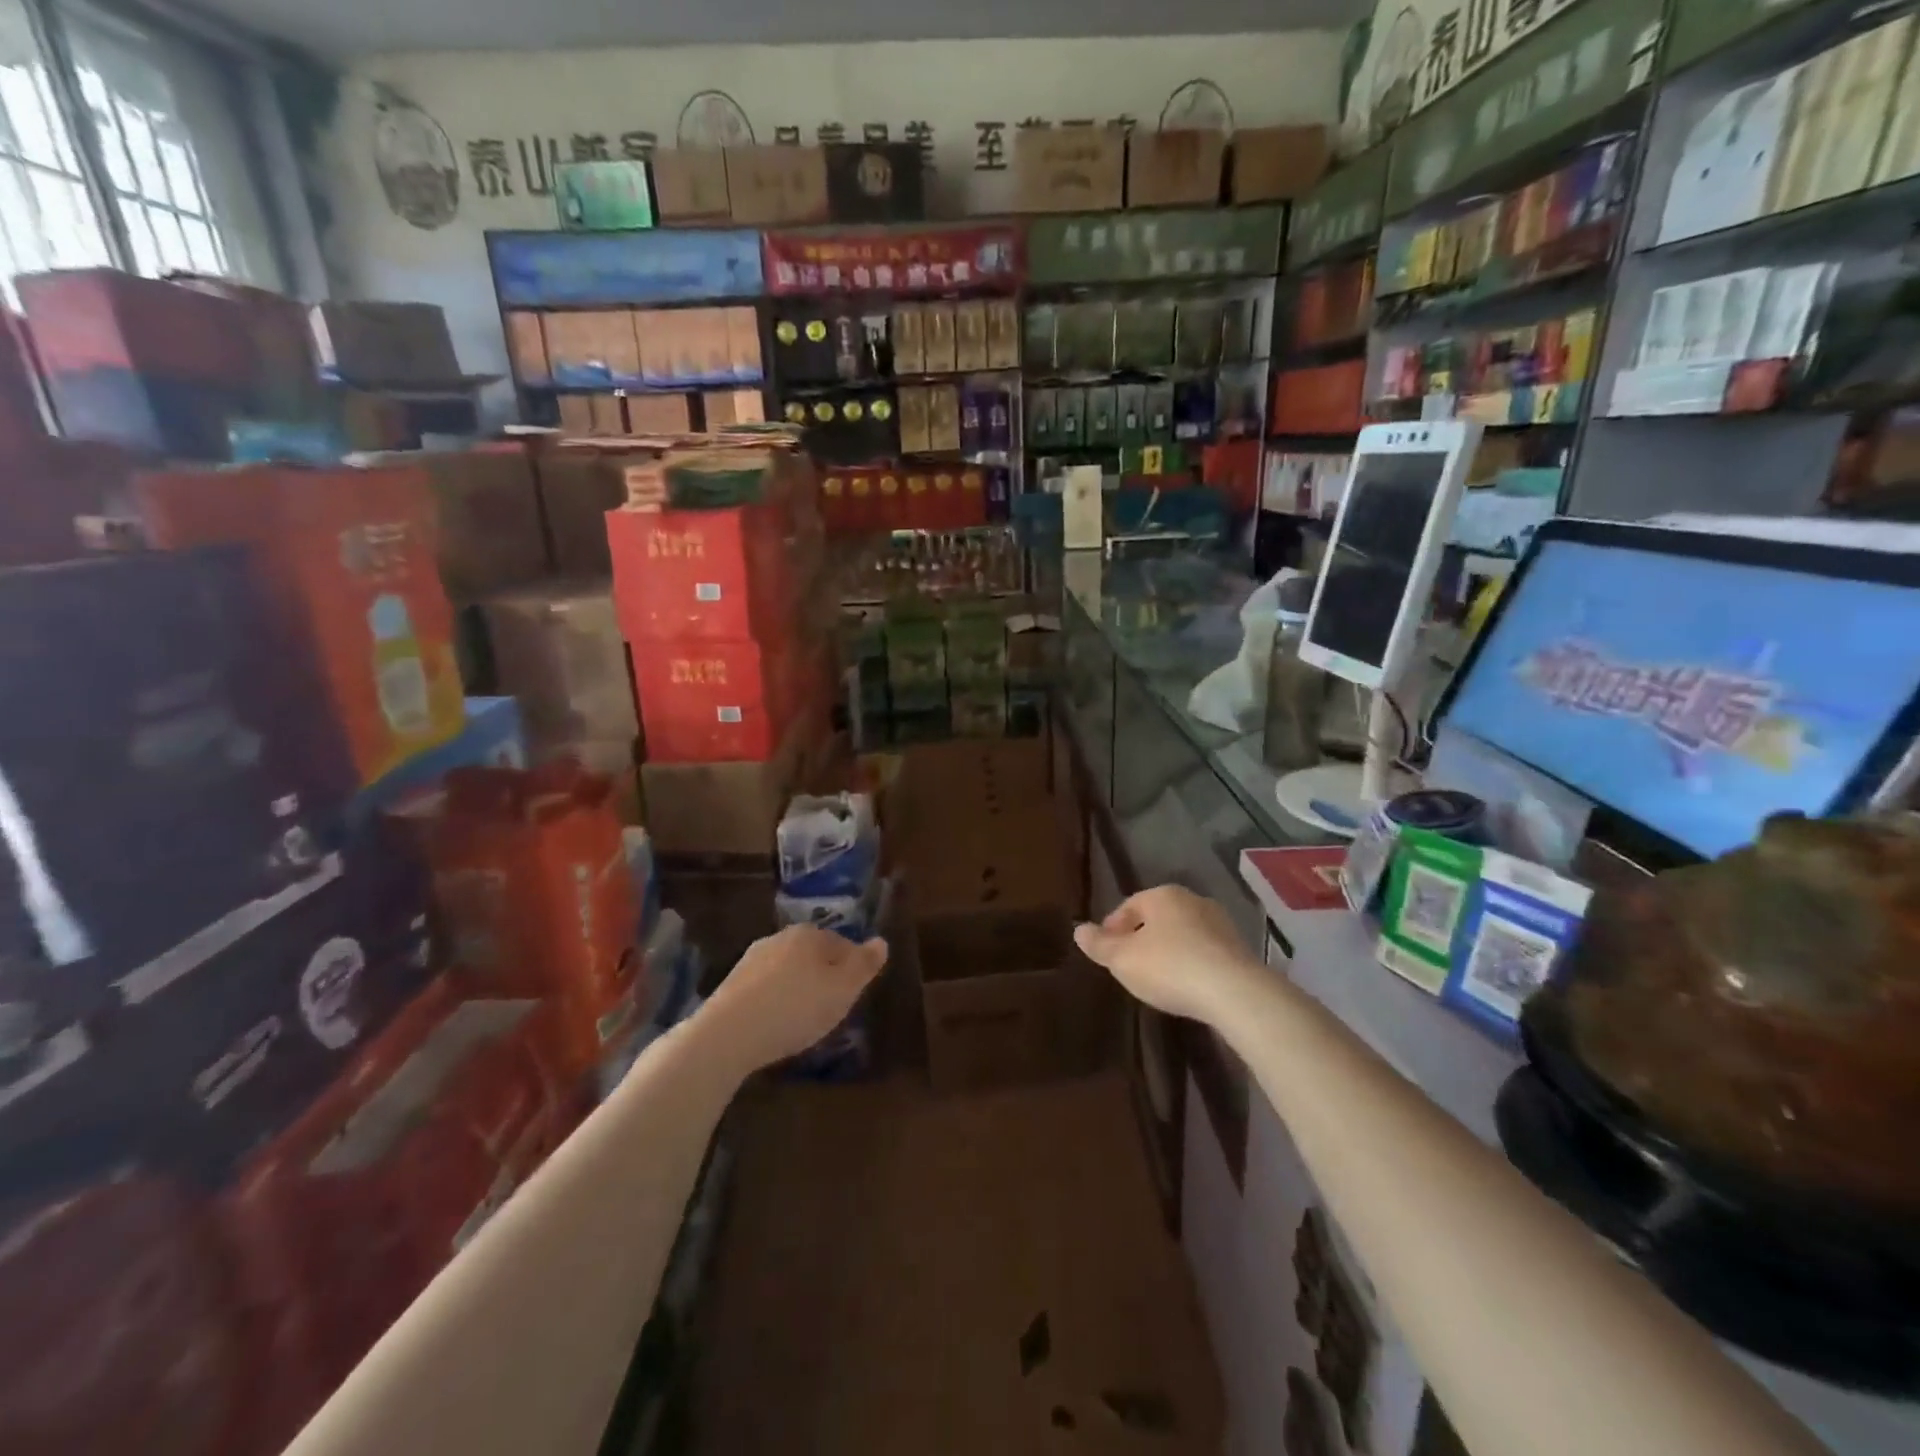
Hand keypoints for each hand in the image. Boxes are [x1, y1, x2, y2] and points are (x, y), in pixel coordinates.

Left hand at [700, 925, 888, 1072]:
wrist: (727, 1035)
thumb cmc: (796, 1008)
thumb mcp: (843, 990)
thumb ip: (865, 965)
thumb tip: (881, 941)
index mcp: (809, 934)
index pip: (843, 944)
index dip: (852, 969)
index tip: (853, 995)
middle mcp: (780, 938)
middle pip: (814, 956)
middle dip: (824, 978)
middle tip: (832, 1009)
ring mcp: (752, 959)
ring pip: (788, 971)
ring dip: (798, 990)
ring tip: (804, 1020)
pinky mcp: (732, 984)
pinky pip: (766, 989)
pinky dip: (776, 1002)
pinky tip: (777, 1024)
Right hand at [1074, 886, 1261, 1024]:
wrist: (1235, 993)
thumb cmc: (1170, 967)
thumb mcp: (1123, 959)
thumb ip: (1099, 945)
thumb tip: (1079, 930)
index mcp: (1162, 895)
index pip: (1129, 906)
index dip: (1113, 928)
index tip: (1106, 952)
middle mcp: (1192, 900)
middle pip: (1157, 918)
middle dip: (1142, 938)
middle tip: (1129, 965)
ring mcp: (1220, 923)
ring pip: (1183, 934)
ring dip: (1168, 951)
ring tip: (1157, 978)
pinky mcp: (1239, 949)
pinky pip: (1204, 952)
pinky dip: (1191, 964)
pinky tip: (1186, 986)